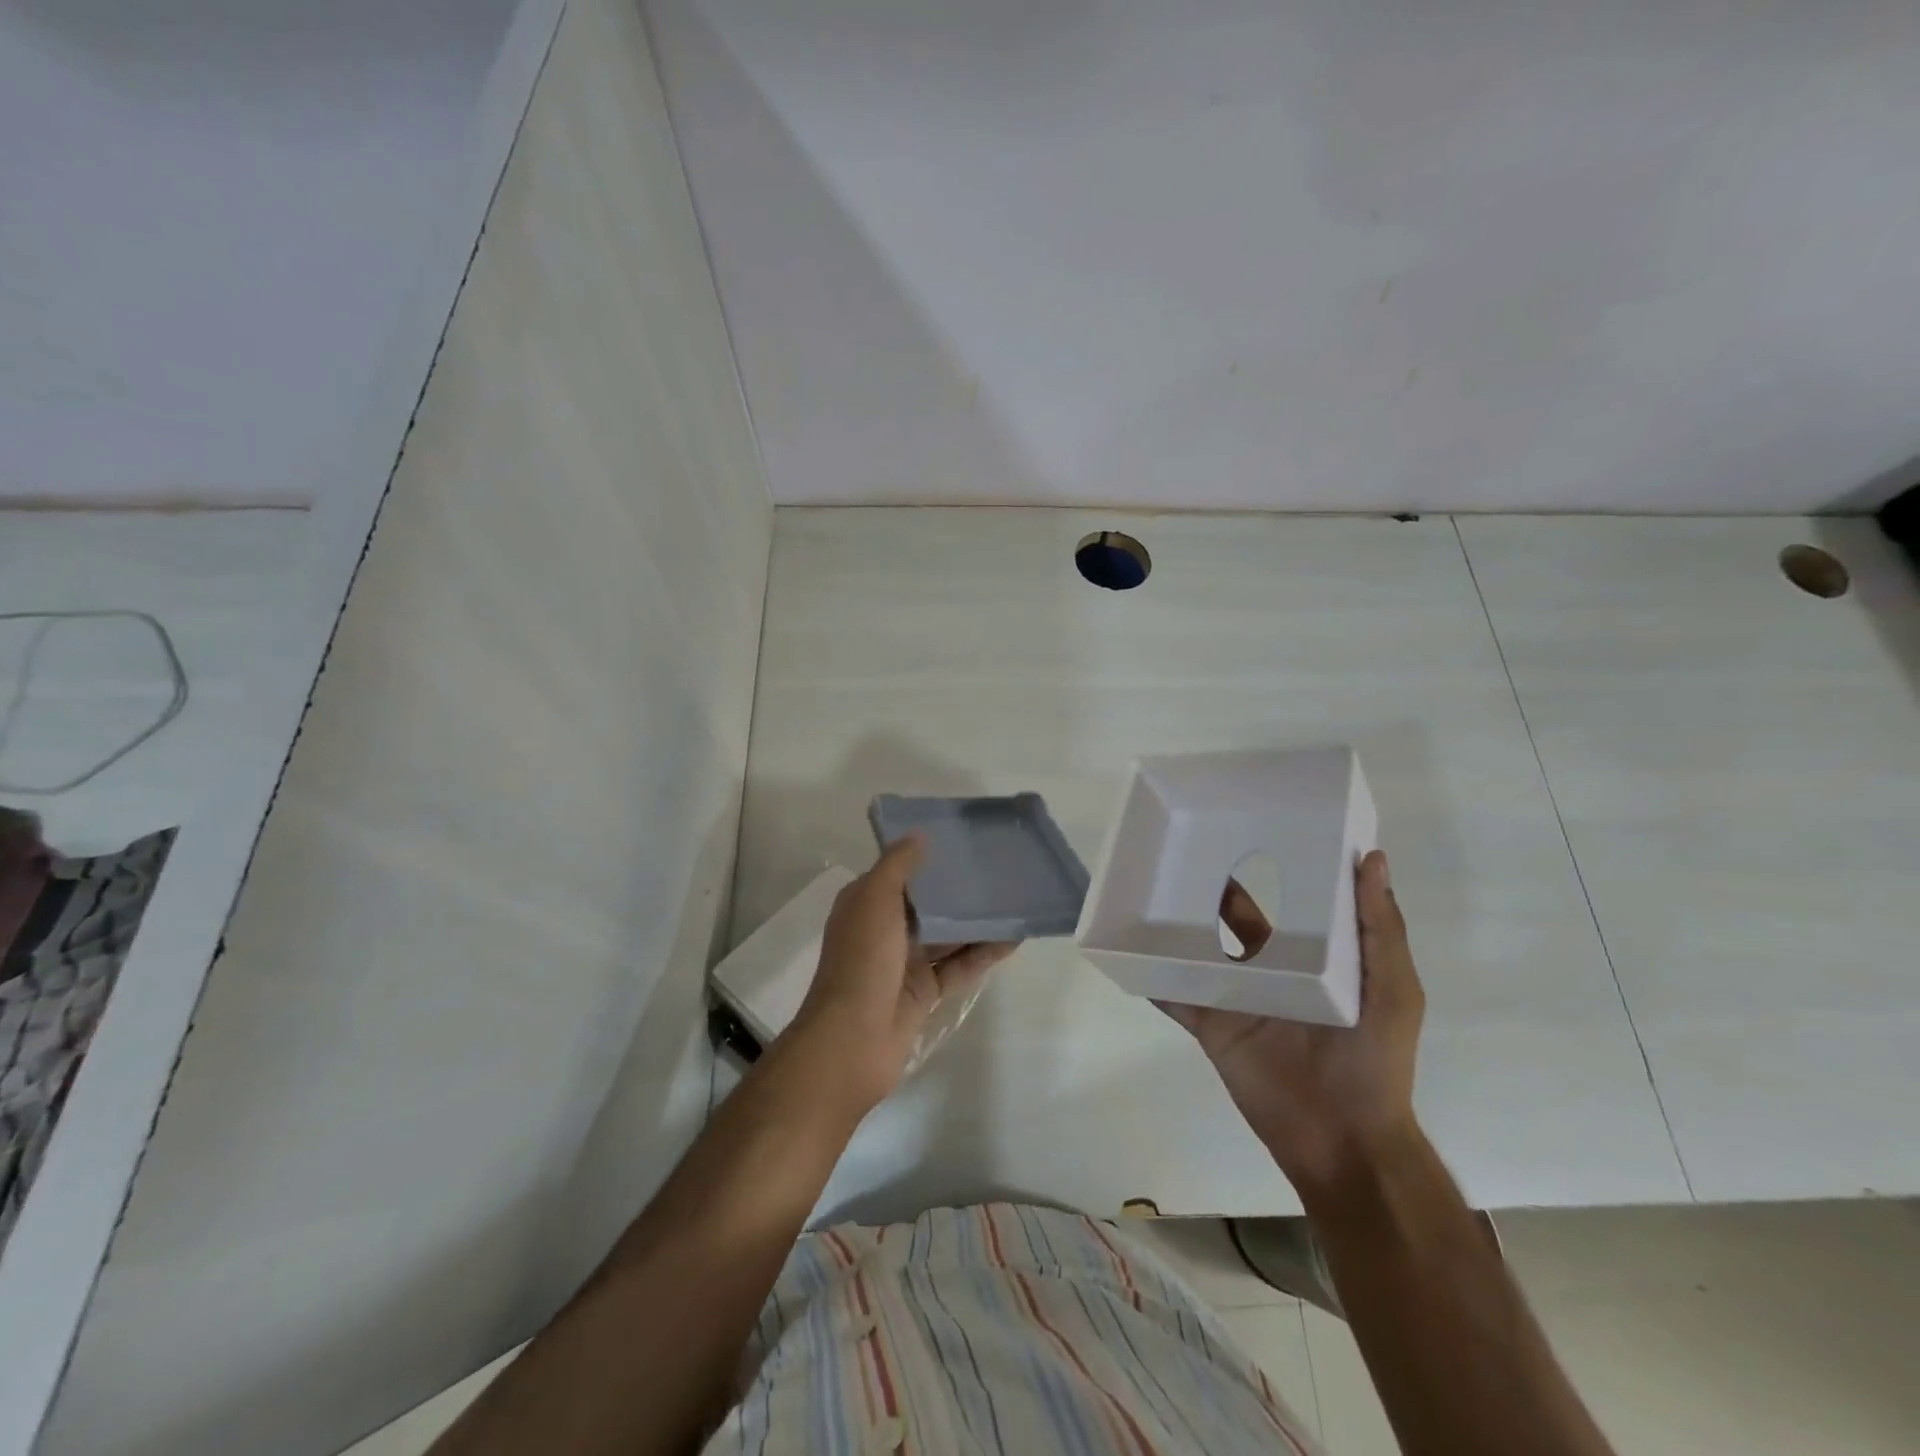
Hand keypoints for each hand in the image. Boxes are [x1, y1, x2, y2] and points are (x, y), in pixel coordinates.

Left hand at [789, 835, 1018, 1114]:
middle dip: (957, 890)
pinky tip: (1013, 939)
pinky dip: (982, 954)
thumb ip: (898, 866)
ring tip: (1014, 901)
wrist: (852, 1040)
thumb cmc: (862, 960)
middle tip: (998, 870)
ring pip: (947, 936)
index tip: (963, 842)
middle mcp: (883, 930)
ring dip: (976, 922)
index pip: (899, 873)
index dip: (927, 858)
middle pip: (927, 904)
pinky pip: (958, 966)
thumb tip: (919, 835)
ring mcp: (904, 963)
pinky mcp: (924, 993)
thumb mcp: (875, 900)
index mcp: (866, 904)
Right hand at [1161, 849, 1424, 1197]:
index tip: (1249, 826)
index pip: (1289, 904)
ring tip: (1145, 886)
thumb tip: (1374, 858)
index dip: (1273, 869)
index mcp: (1314, 957)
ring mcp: (1235, 997)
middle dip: (1211, 890)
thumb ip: (1380, 929)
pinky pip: (1174, 996)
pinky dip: (1150, 976)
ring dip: (1174, 926)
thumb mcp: (1393, 989)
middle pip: (1233, 923)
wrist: (1342, 1140)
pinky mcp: (1209, 1025)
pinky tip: (1125, 949)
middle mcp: (1270, 970)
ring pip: (1198, 952)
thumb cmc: (1373, 1059)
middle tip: (1180, 848)